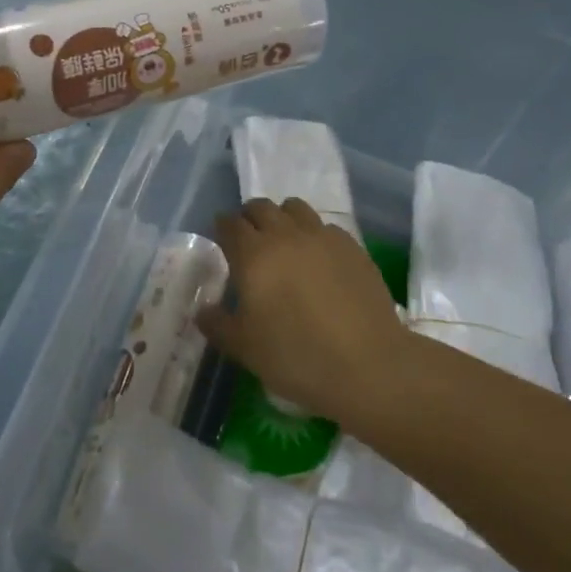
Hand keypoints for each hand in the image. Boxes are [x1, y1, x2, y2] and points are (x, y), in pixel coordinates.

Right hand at [198, 198, 405, 422]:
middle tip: (249, 240)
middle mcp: (286, 235)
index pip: (230, 224)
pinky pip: (325, 227)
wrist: (367, 364)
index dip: (223, 228)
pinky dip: (314, 235)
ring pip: (295, 208)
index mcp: (253, 255)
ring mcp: (323, 237)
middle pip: (262, 207)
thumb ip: (218, 324)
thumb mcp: (244, 348)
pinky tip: (318, 260)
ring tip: (284, 242)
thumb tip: (203, 310)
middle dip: (250, 218)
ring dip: (283, 218)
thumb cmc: (296, 356)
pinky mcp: (352, 247)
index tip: (221, 238)